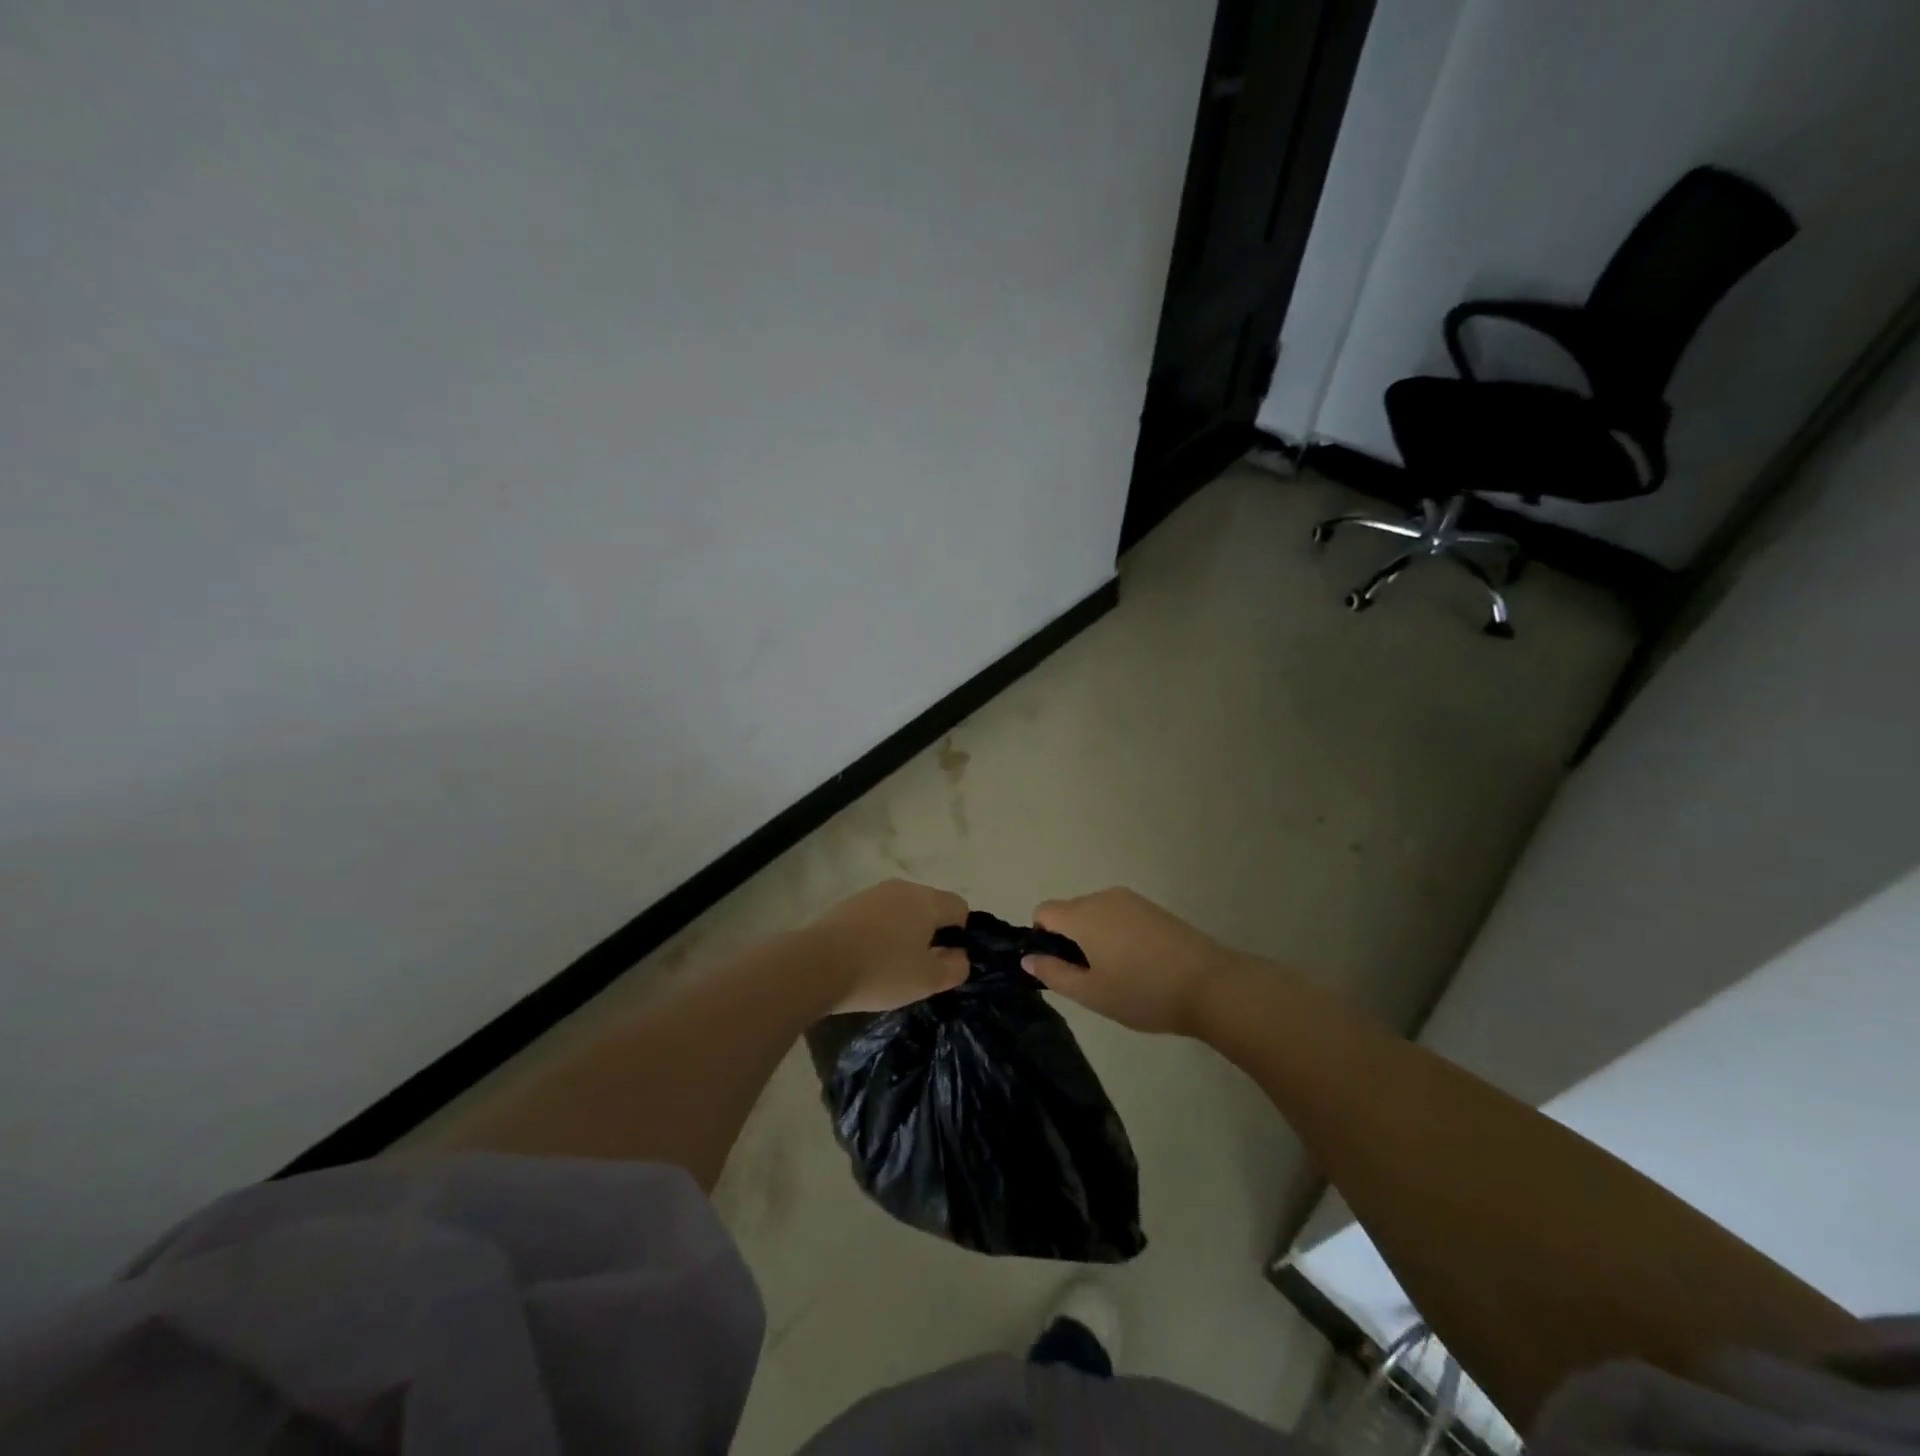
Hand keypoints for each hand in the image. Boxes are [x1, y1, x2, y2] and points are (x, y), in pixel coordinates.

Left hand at [808, 879, 970, 1013]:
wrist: (816, 965)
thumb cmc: (881, 971)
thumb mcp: (927, 980)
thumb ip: (954, 967)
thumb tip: (961, 956)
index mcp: (927, 901)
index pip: (959, 907)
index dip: (960, 934)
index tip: (947, 960)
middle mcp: (902, 888)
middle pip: (929, 906)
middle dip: (931, 932)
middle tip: (921, 967)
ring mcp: (872, 894)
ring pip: (901, 910)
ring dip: (904, 932)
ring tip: (892, 965)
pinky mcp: (848, 905)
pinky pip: (876, 917)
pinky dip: (879, 933)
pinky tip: (867, 959)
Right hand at [1025, 888, 1234, 1034]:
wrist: (1211, 984)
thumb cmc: (1143, 992)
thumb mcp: (1092, 993)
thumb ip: (1054, 973)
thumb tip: (1028, 958)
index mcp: (1083, 914)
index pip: (1044, 911)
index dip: (1042, 938)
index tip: (1059, 967)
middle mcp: (1103, 897)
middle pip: (1070, 911)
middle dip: (1070, 939)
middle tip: (1090, 979)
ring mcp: (1132, 900)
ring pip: (1096, 913)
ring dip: (1095, 937)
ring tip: (1117, 974)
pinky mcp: (1154, 908)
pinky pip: (1119, 915)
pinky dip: (1117, 934)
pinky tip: (1139, 964)